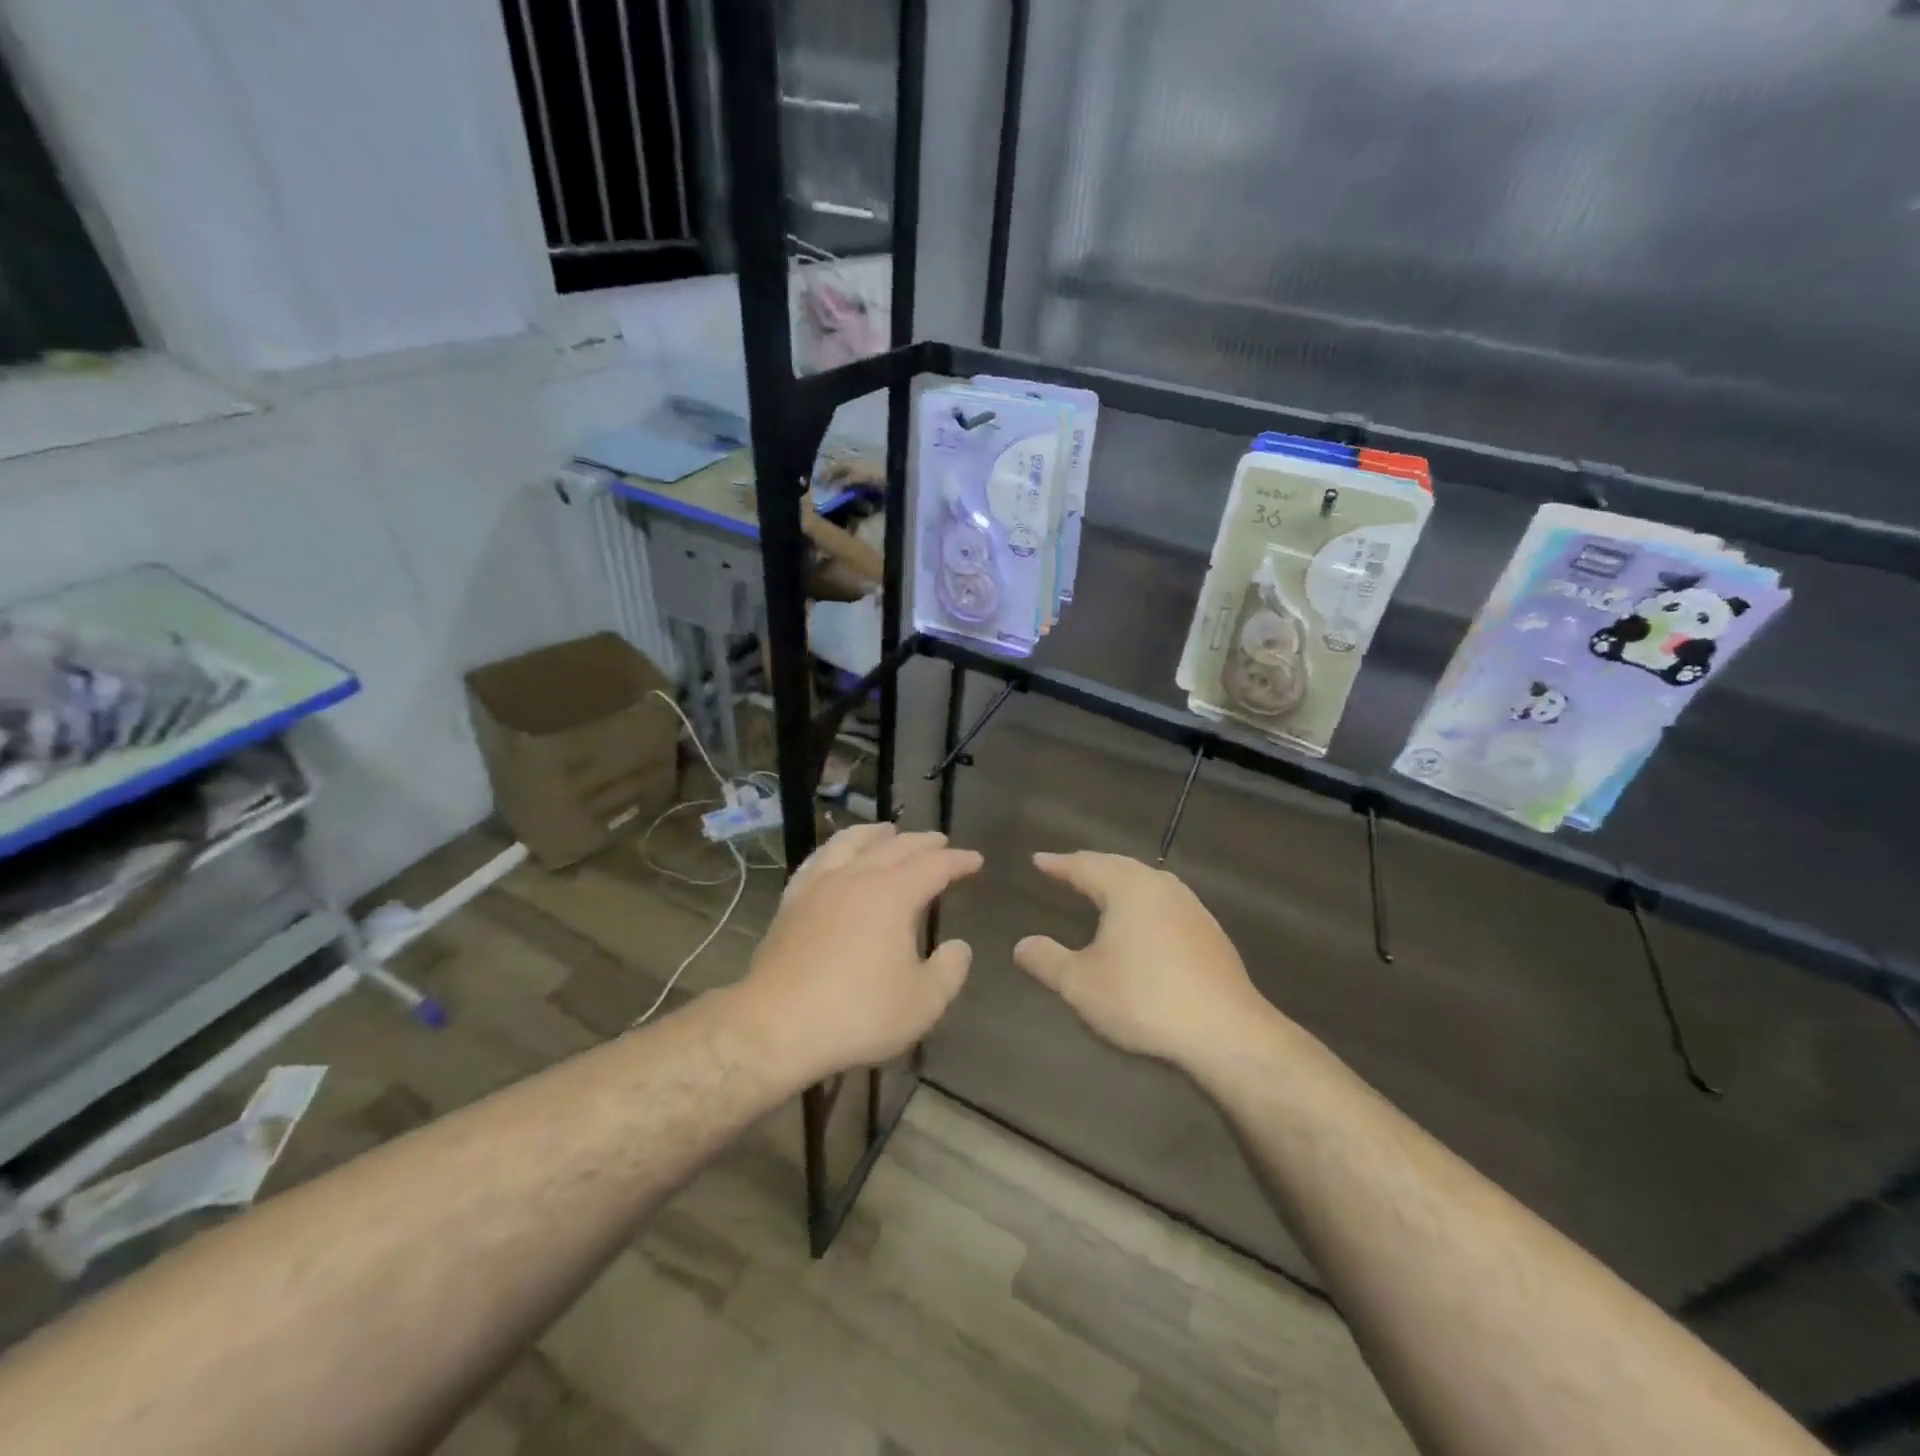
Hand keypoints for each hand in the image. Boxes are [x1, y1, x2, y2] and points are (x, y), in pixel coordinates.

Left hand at [735, 823, 981, 1084]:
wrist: (777, 1026)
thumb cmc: (858, 1013)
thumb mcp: (922, 1003)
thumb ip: (949, 970)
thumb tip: (959, 946)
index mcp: (893, 895)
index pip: (934, 866)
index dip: (958, 861)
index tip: (975, 860)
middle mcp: (857, 877)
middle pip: (895, 848)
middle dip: (922, 843)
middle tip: (940, 842)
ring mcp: (820, 885)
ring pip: (851, 842)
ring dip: (875, 834)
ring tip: (888, 831)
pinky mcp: (792, 901)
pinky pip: (818, 859)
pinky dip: (835, 849)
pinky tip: (836, 855)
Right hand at [1014, 852, 1271, 1068]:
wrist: (1226, 1032)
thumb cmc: (1144, 1000)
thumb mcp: (1081, 984)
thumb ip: (1046, 960)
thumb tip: (1021, 945)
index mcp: (1127, 888)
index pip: (1085, 866)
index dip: (1058, 864)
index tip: (1038, 859)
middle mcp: (1160, 886)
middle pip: (1118, 865)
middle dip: (1090, 865)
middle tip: (1067, 867)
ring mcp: (1191, 907)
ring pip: (1146, 880)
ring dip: (1119, 879)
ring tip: (1101, 886)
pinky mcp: (1210, 931)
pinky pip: (1165, 900)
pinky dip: (1143, 899)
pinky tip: (1143, 918)